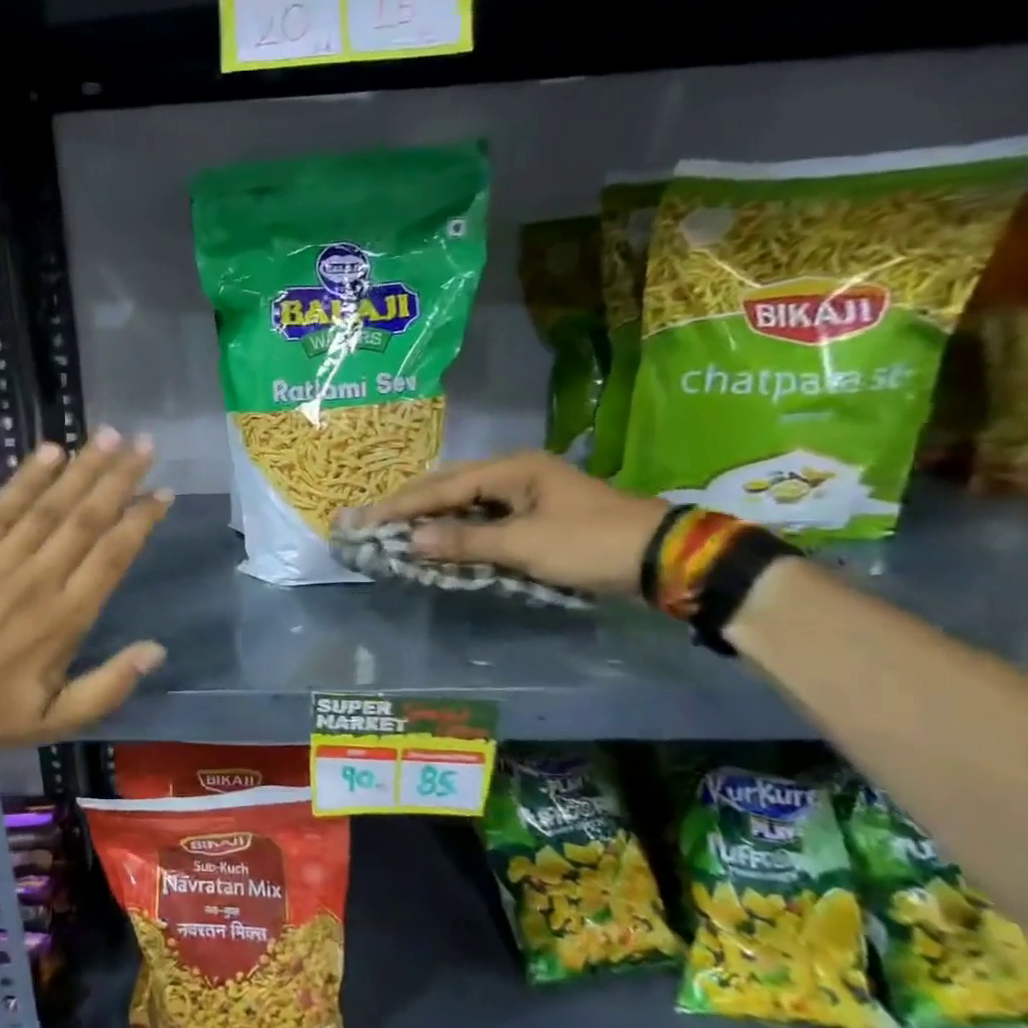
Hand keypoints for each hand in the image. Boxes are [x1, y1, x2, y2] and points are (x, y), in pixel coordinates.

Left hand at [0, 427, 171, 751]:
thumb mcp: (59, 719)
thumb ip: (110, 684)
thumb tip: (157, 649)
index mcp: (67, 618)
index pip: (114, 555)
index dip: (141, 519)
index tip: (163, 491)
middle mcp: (39, 580)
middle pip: (87, 518)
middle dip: (119, 478)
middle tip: (144, 443)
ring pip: (49, 506)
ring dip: (81, 467)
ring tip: (108, 435)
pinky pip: (1, 509)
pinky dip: (26, 479)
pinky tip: (50, 452)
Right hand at [344, 450, 668, 597]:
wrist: (663, 558)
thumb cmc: (590, 544)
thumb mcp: (525, 545)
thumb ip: (466, 542)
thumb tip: (412, 540)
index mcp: (511, 469)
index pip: (442, 487)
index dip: (401, 505)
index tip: (364, 519)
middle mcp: (515, 472)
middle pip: (449, 485)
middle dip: (410, 504)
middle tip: (371, 520)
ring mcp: (528, 492)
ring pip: (466, 500)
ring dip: (432, 515)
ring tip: (395, 527)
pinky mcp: (537, 513)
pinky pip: (484, 516)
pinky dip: (458, 527)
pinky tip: (440, 537)